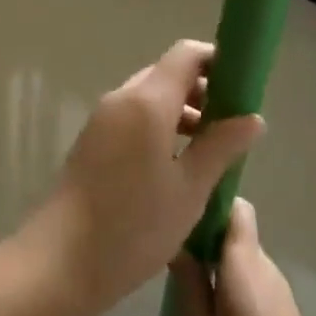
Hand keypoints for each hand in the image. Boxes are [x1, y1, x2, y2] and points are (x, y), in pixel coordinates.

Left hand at [20, 41, 263, 315]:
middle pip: (168, 74)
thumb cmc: (134, 226)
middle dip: (203, 90)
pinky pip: (134, 117)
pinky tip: (177, 164)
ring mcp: (103, 118)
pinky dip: (160, 126)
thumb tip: (253, 117)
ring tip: (211, 150)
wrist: (62, 260)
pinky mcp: (93, 140)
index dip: (217, 60)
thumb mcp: (190, 190)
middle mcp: (122, 98)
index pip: (186, 55)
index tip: (243, 86)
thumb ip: (221, 146)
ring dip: (182, 111)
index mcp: (147, 101)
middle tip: (232, 126)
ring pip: (150, 97)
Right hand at [174, 198, 315, 315]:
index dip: (210, 203)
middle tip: (174, 264)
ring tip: (189, 297)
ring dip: (217, 269)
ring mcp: (280, 293)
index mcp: (245, 264)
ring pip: (242, 261)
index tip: (181, 217)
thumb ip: (188, 285)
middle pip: (235, 233)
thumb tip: (178, 245)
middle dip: (205, 240)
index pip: (235, 206)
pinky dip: (232, 291)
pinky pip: (252, 285)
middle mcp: (266, 268)